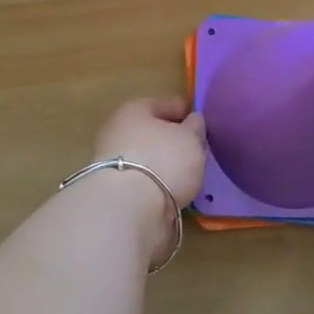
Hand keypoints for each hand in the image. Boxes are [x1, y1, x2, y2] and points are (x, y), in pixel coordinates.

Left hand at [81, 98, 207, 269]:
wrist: (126, 210)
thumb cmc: (162, 160)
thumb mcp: (190, 138)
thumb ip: (195, 128)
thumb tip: (193, 122)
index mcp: (134, 110)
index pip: (164, 103)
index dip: (184, 110)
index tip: (201, 122)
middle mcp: (117, 133)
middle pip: (152, 132)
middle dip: (172, 140)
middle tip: (196, 149)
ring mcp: (112, 164)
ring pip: (146, 159)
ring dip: (164, 165)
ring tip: (188, 174)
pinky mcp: (114, 193)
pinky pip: (143, 182)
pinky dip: (157, 185)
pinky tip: (173, 192)